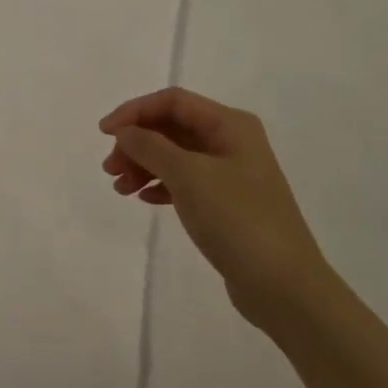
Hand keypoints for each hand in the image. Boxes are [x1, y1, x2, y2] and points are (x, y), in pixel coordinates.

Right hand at [100, 88, 327, 327]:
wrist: (283, 286)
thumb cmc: (237, 219)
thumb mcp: (188, 176)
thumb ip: (151, 147)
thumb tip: (125, 132)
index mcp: (230, 125)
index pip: (173, 101)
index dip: (134, 111)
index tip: (104, 133)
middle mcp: (232, 142)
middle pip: (172, 127)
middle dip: (137, 142)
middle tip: (110, 169)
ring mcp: (231, 174)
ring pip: (175, 155)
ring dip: (143, 165)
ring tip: (120, 188)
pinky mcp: (226, 203)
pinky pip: (184, 181)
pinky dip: (160, 185)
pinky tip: (144, 199)